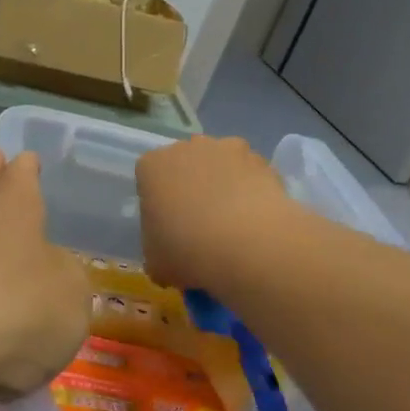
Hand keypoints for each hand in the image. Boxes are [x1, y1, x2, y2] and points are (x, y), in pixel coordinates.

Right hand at [135, 136, 297, 294]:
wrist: (246, 244)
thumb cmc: (187, 250)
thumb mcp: (156, 262)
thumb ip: (157, 250)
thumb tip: (169, 255)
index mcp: (152, 166)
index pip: (149, 178)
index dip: (159, 203)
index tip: (168, 227)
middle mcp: (186, 147)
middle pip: (185, 164)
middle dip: (191, 186)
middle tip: (200, 224)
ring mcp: (225, 148)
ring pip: (220, 164)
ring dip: (223, 183)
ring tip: (233, 222)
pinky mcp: (260, 159)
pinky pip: (250, 173)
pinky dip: (252, 189)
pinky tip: (256, 219)